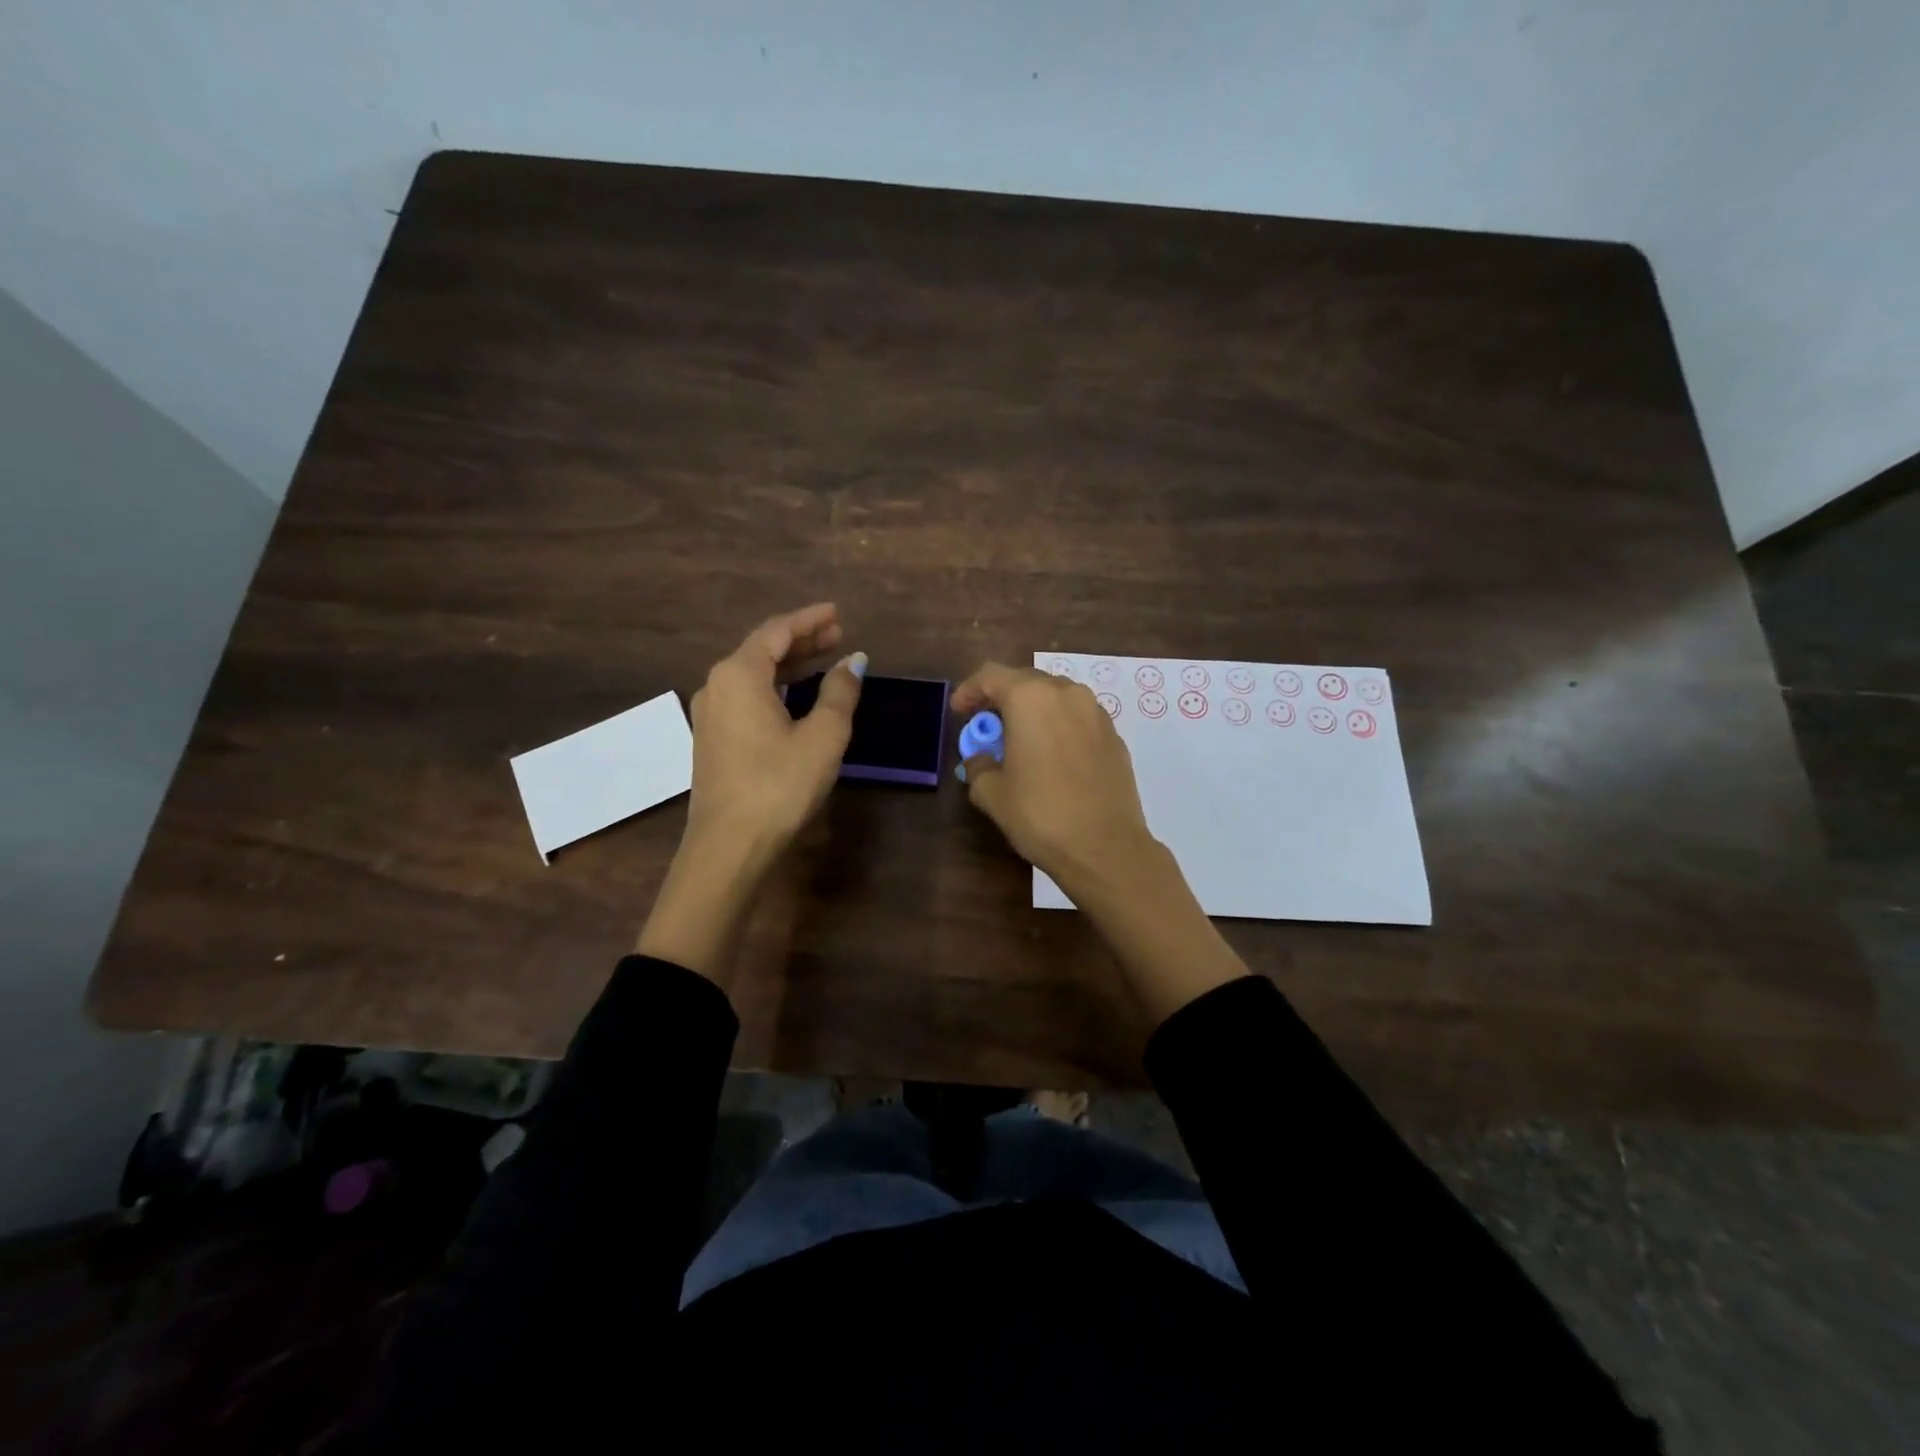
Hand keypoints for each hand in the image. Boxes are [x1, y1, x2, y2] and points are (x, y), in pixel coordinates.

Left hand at [636, 604, 862, 983]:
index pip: (777, 630)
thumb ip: (839, 692)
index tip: (837, 613)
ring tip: (824, 660)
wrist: (728, 846)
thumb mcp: (823, 736)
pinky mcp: (712, 740)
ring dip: (789, 665)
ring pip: (753, 675)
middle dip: (801, 640)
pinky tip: (796, 697)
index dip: (809, 619)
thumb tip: (853, 663)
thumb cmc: (780, 784)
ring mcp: (710, 714)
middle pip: (762, 650)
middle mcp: (717, 685)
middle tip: (838, 635)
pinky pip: (746, 697)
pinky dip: (775, 688)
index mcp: (739, 674)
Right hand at [951, 661, 1248, 1023]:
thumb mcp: (993, 794)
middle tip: (988, 728)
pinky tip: (1052, 758)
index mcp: (1031, 698)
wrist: (1106, 847)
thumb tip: (982, 759)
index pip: (991, 675)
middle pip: (1026, 682)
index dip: (969, 690)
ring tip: (1020, 743)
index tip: (959, 712)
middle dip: (1002, 700)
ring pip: (1056, 698)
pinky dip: (1059, 728)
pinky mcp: (1115, 737)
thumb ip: (979, 766)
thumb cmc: (1041, 814)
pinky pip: (1078, 719)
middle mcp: (1067, 694)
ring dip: (1033, 713)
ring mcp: (1096, 713)